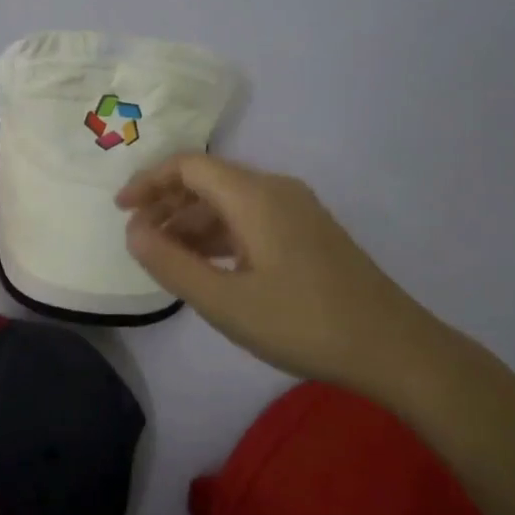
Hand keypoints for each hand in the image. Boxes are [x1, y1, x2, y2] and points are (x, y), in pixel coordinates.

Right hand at [117, 152, 449, 395]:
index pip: (188, 166)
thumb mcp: (224, 301)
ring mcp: (297, 210)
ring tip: (166, 256)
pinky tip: (208, 266)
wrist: (393, 348)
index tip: (121, 209)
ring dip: (193, 222)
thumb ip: (171, 263)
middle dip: (167, 203)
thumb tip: (134, 231)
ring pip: (230, 202)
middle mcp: (276, 190)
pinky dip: (220, 235)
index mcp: (254, 195)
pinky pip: (252, 219)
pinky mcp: (309, 233)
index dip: (149, 181)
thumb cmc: (302, 323)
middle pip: (208, 180)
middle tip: (138, 237)